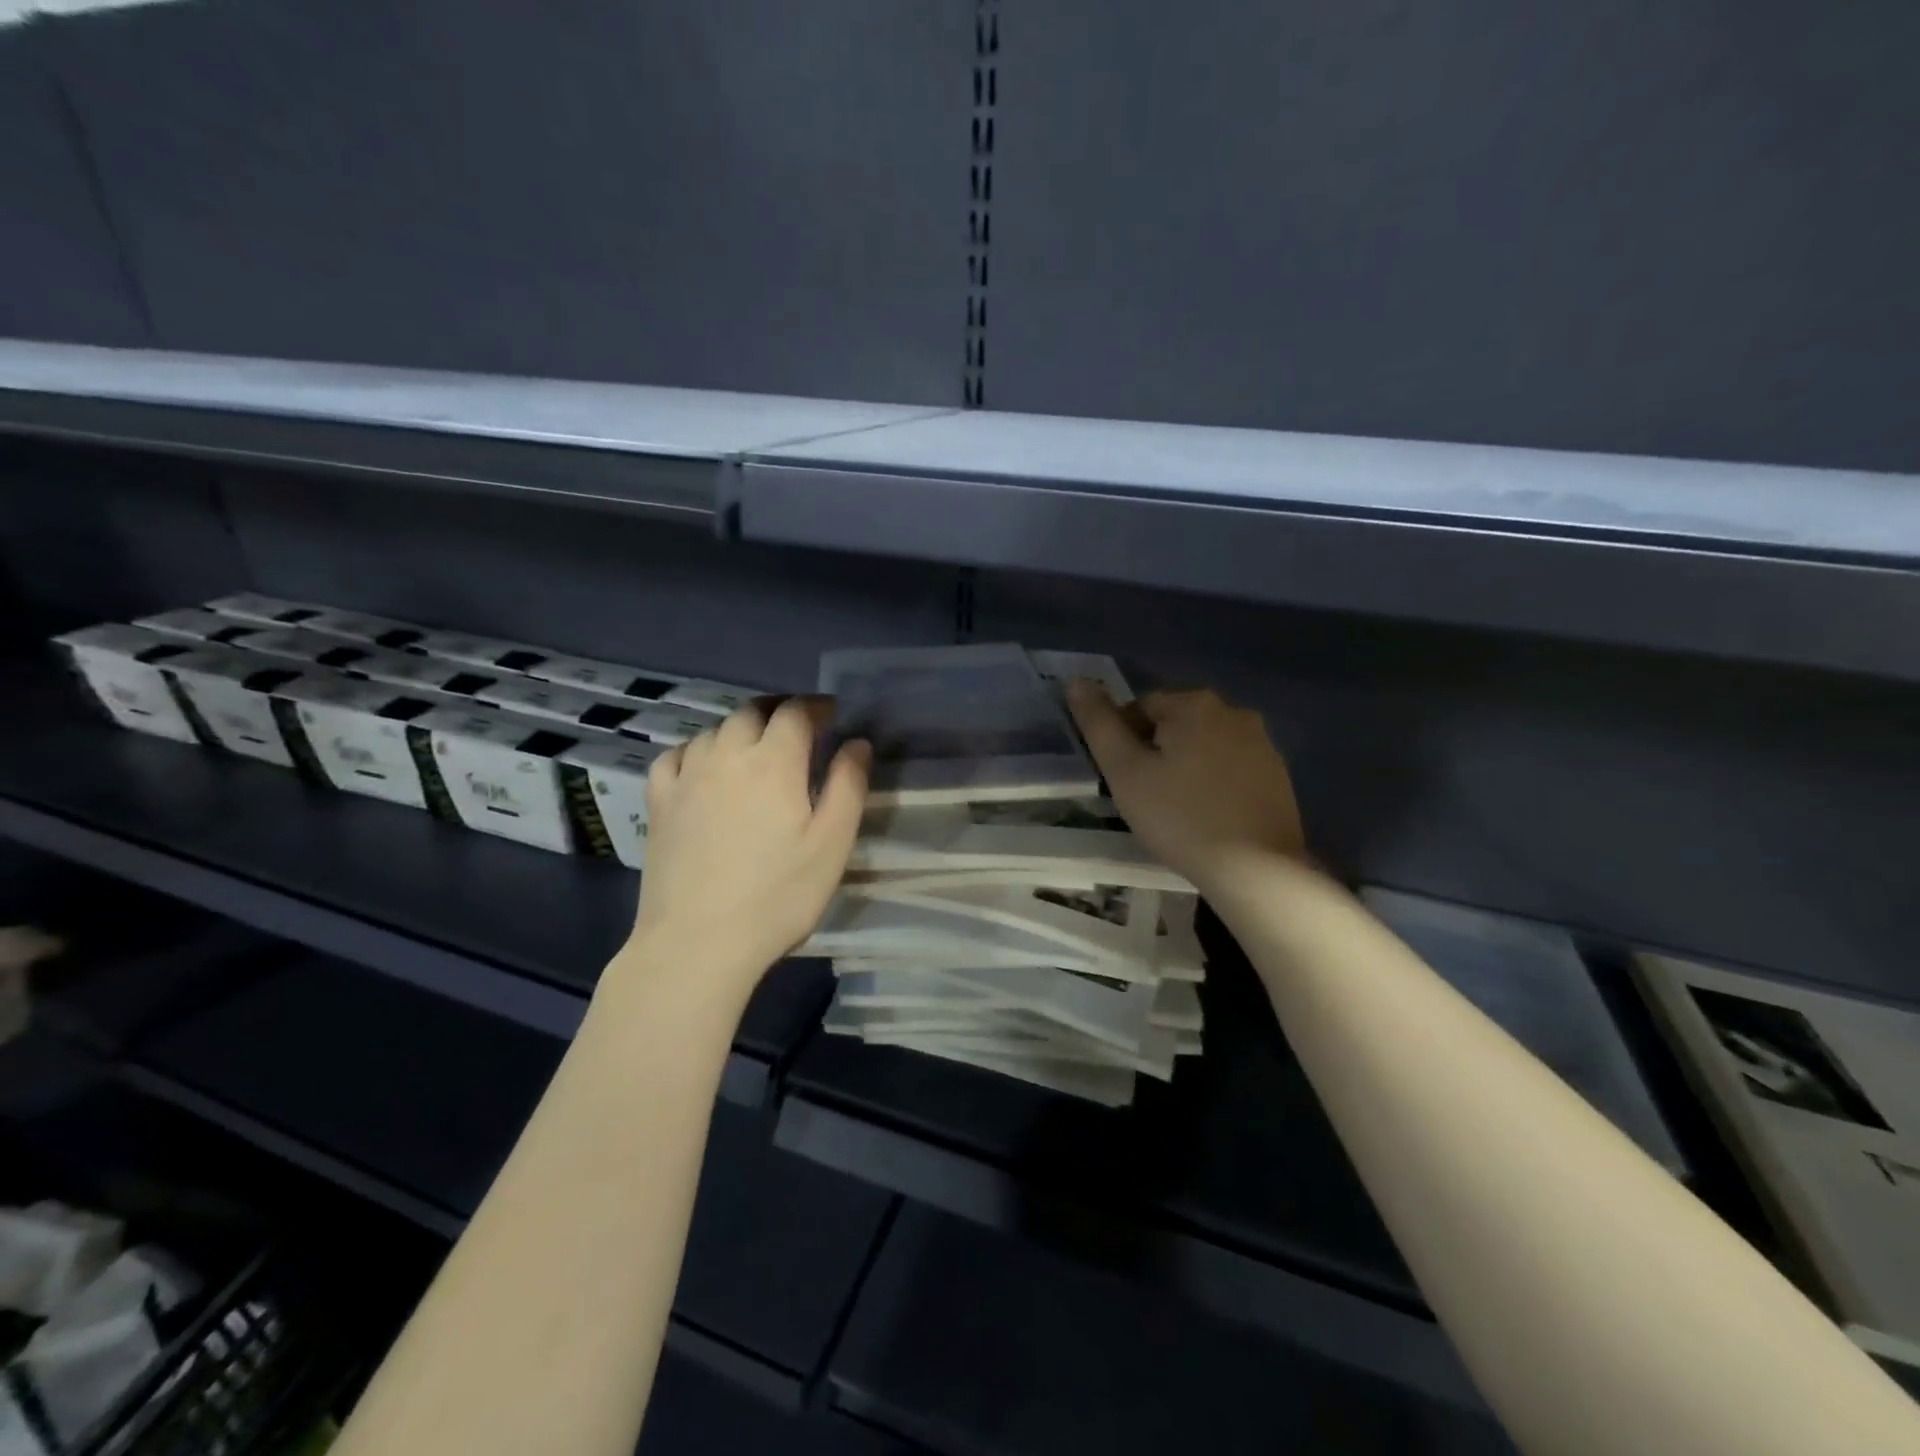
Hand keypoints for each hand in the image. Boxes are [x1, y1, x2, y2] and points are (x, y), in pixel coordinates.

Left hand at [628, 698, 869, 993]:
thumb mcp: (831, 844)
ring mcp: (686, 777)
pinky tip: (705, 767)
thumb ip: (848, 786)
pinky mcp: (659, 802)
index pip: (795, 712)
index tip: (832, 715)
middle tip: (799, 729)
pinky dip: (698, 750)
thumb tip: (856, 743)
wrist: (698, 944)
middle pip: (752, 712)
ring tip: (757, 750)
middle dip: (780, 711)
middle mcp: (726, 756)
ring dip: (741, 729)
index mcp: (773, 762)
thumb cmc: (778, 896)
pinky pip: (676, 755)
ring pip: (715, 730)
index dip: (816, 706)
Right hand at [1068, 681, 1305, 893]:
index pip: (1140, 708)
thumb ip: (1098, 724)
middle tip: (1144, 796)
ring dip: (1185, 767)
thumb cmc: (1179, 816)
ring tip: (1174, 809)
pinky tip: (1207, 816)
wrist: (1255, 869)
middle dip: (1155, 752)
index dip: (1122, 742)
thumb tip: (1075, 681)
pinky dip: (1213, 784)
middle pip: (1175, 725)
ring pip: (1204, 747)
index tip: (1121, 779)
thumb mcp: (1125, 770)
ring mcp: (1262, 744)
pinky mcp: (1278, 775)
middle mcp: (1234, 711)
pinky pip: (1230, 769)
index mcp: (1195, 703)